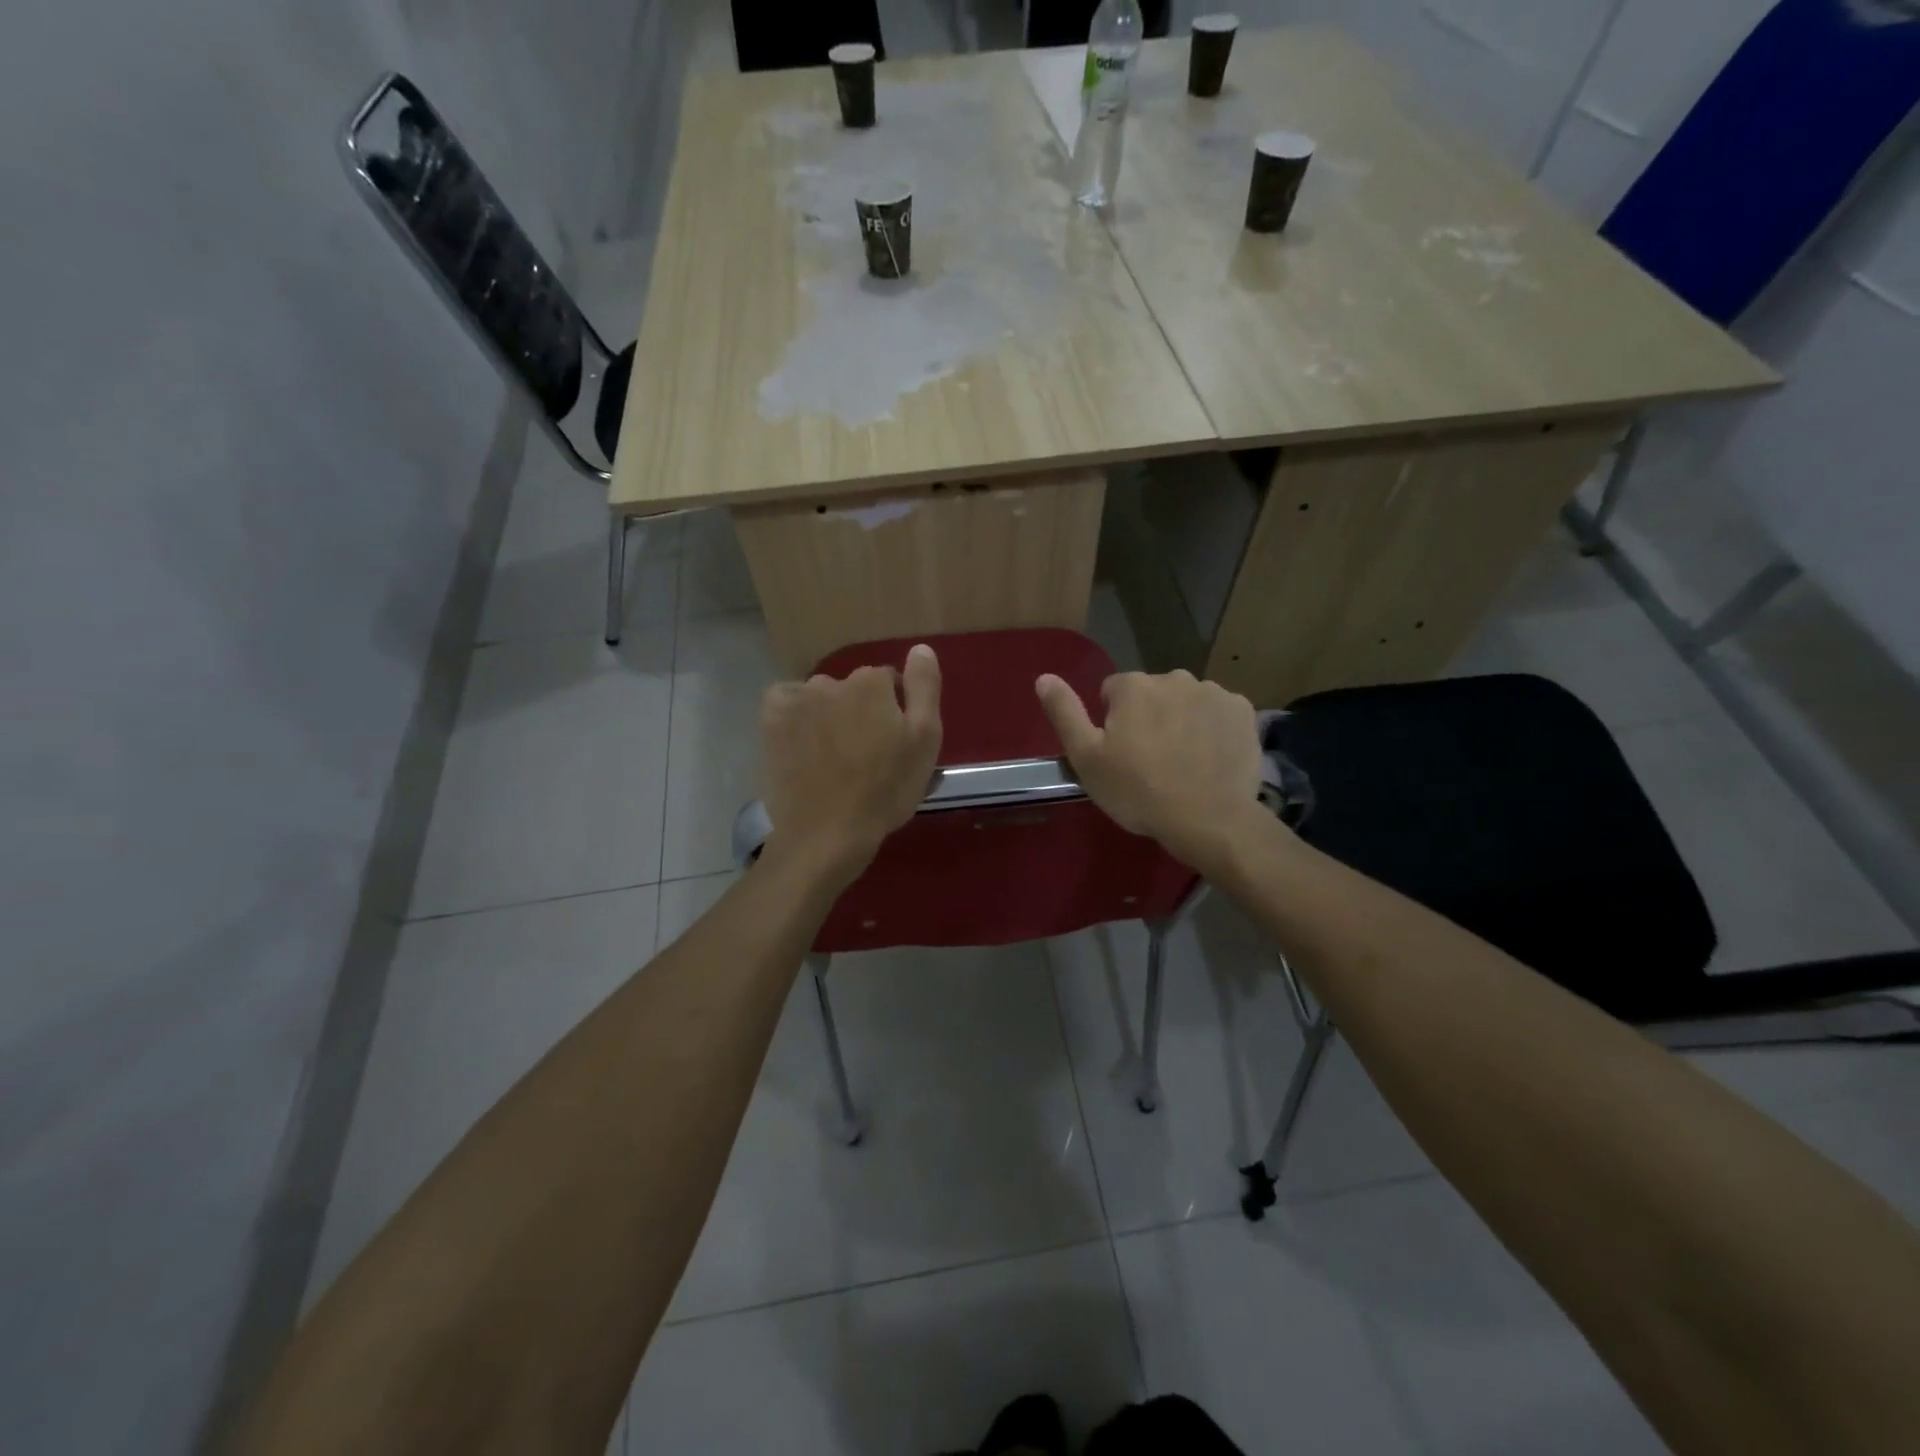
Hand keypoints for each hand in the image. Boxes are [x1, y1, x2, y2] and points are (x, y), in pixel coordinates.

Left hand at [760, 643, 942, 881]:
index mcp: (871, 683)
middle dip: (859, 712)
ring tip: (832, 757)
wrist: (827, 833)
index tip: (893, 743)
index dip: (894, 711)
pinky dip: (794, 716)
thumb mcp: (924, 740)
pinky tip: (802, 742)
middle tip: (864, 755)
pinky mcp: (770, 722)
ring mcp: (796, 700)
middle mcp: (831, 681)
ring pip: (819, 698)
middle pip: (852, 690)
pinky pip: (785, 703)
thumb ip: (924, 687)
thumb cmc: (885, 789)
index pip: (889, 682)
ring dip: (827, 715)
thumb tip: (920, 648)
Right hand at [1036, 668, 1263, 870]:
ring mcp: (1212, 692)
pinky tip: (1209, 758)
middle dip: (1149, 717)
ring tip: (1183, 762)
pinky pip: (1218, 712)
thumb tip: (1044, 677)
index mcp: (1133, 686)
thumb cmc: (1138, 791)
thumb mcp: (1087, 758)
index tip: (1121, 753)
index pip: (1112, 692)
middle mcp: (1174, 677)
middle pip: (1152, 694)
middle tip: (1151, 761)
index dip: (1113, 723)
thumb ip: (1064, 712)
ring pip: (1186, 701)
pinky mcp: (1242, 710)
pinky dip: (1212, 728)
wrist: (1208, 820)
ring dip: (1181, 721)